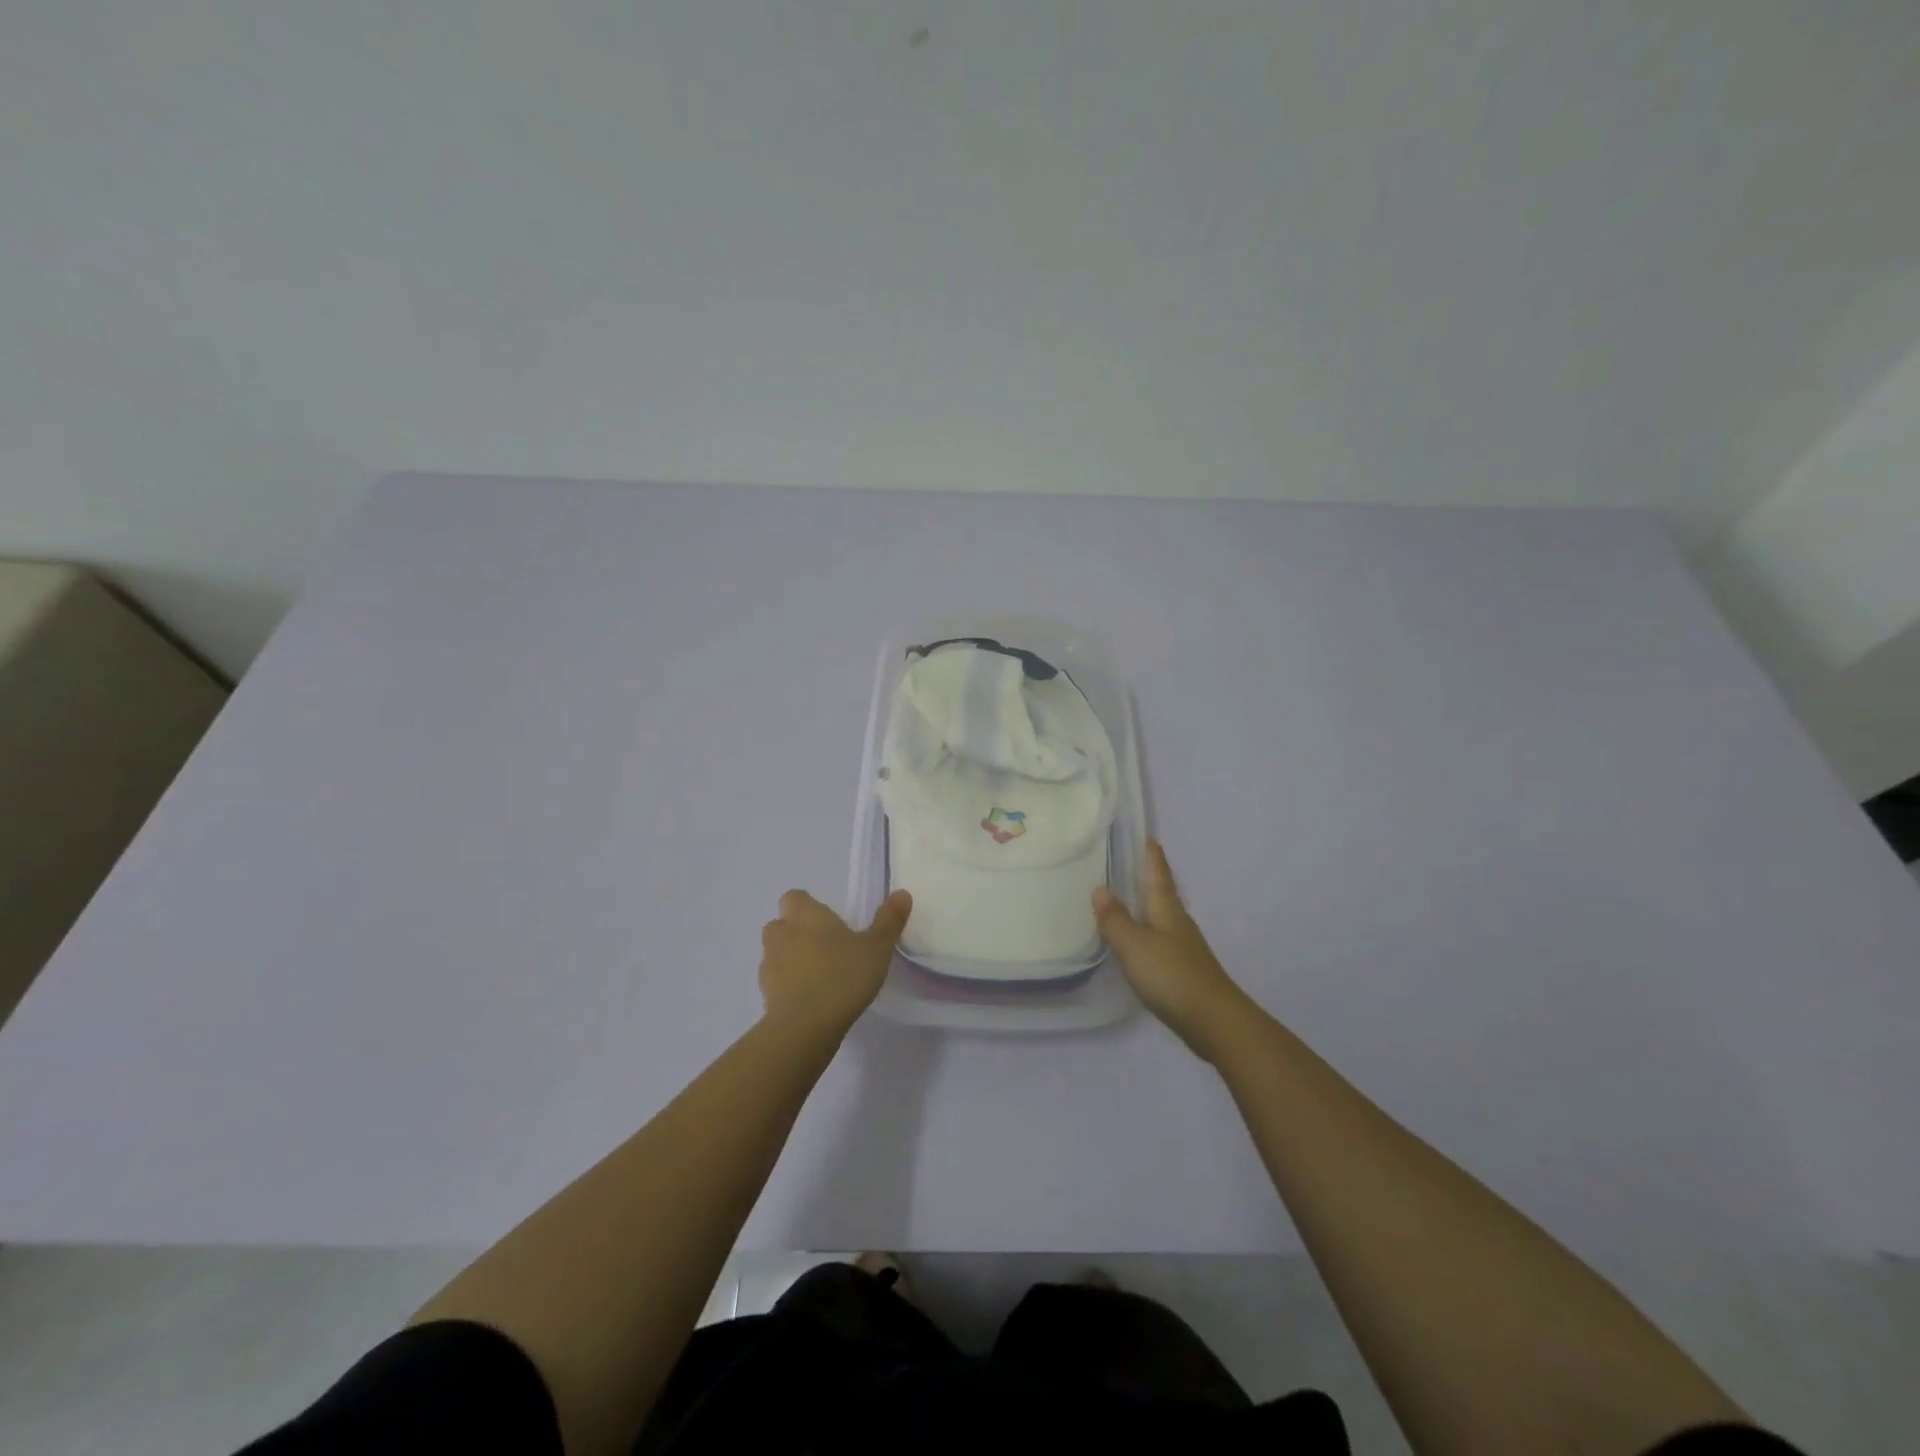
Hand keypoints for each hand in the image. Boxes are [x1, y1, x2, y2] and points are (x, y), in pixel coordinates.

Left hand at [759, 889, 911, 1037]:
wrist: (805, 1026)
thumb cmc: (843, 976)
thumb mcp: (877, 948)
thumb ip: (889, 921)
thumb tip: (902, 893)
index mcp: (806, 916)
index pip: (793, 897)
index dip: (806, 906)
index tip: (827, 920)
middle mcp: (782, 934)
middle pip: (780, 924)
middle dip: (796, 931)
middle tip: (824, 946)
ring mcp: (769, 965)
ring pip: (775, 953)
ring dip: (790, 958)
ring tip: (818, 975)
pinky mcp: (765, 994)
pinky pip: (776, 982)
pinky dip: (788, 985)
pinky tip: (809, 999)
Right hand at [1094, 840, 1254, 1060]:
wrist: (1213, 1021)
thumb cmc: (1171, 975)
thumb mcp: (1134, 945)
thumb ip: (1115, 919)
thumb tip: (1100, 889)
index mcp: (1167, 910)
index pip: (1158, 874)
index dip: (1152, 856)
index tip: (1147, 836)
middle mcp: (1178, 923)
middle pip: (1163, 894)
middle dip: (1149, 878)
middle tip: (1131, 863)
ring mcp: (1184, 948)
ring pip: (1163, 918)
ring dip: (1147, 906)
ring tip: (1128, 899)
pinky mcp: (1184, 971)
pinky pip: (1162, 942)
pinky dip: (1148, 934)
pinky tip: (1138, 943)